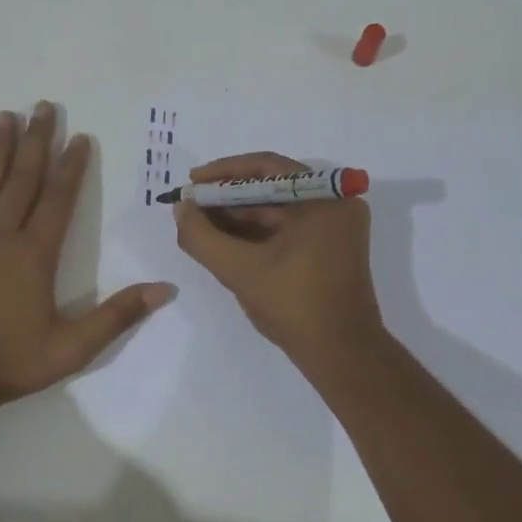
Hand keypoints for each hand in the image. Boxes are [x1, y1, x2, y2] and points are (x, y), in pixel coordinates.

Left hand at [0, 103, 174, 405]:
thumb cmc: (11, 362)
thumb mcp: (74, 347)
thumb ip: (118, 316)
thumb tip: (164, 289)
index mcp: (36, 255)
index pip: (59, 200)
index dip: (72, 166)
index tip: (80, 136)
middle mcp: (2, 237)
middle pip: (23, 180)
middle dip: (37, 142)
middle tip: (44, 106)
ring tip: (6, 116)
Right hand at [171, 152, 382, 365]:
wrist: (342, 354)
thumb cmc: (295, 305)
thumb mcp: (239, 269)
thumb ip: (202, 237)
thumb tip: (180, 209)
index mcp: (324, 199)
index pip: (266, 167)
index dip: (223, 172)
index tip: (192, 182)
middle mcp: (336, 205)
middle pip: (272, 188)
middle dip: (228, 198)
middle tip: (191, 207)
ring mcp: (336, 228)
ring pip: (278, 210)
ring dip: (240, 217)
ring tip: (201, 226)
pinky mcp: (332, 249)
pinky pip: (289, 229)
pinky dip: (258, 233)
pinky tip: (226, 242)